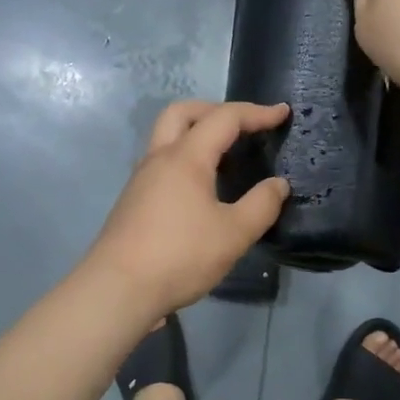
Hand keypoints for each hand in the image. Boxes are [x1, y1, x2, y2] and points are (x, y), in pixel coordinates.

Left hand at [87, 100, 291, 316]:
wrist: (117, 289)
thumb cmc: (180, 256)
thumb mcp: (233, 234)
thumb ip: (261, 205)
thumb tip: (278, 184)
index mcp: (186, 157)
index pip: (224, 118)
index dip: (256, 113)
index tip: (282, 114)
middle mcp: (159, 158)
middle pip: (183, 113)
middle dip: (215, 110)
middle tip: (242, 125)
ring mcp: (141, 178)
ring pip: (167, 136)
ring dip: (197, 133)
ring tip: (226, 156)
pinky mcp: (134, 200)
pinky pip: (162, 162)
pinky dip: (186, 158)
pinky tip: (201, 187)